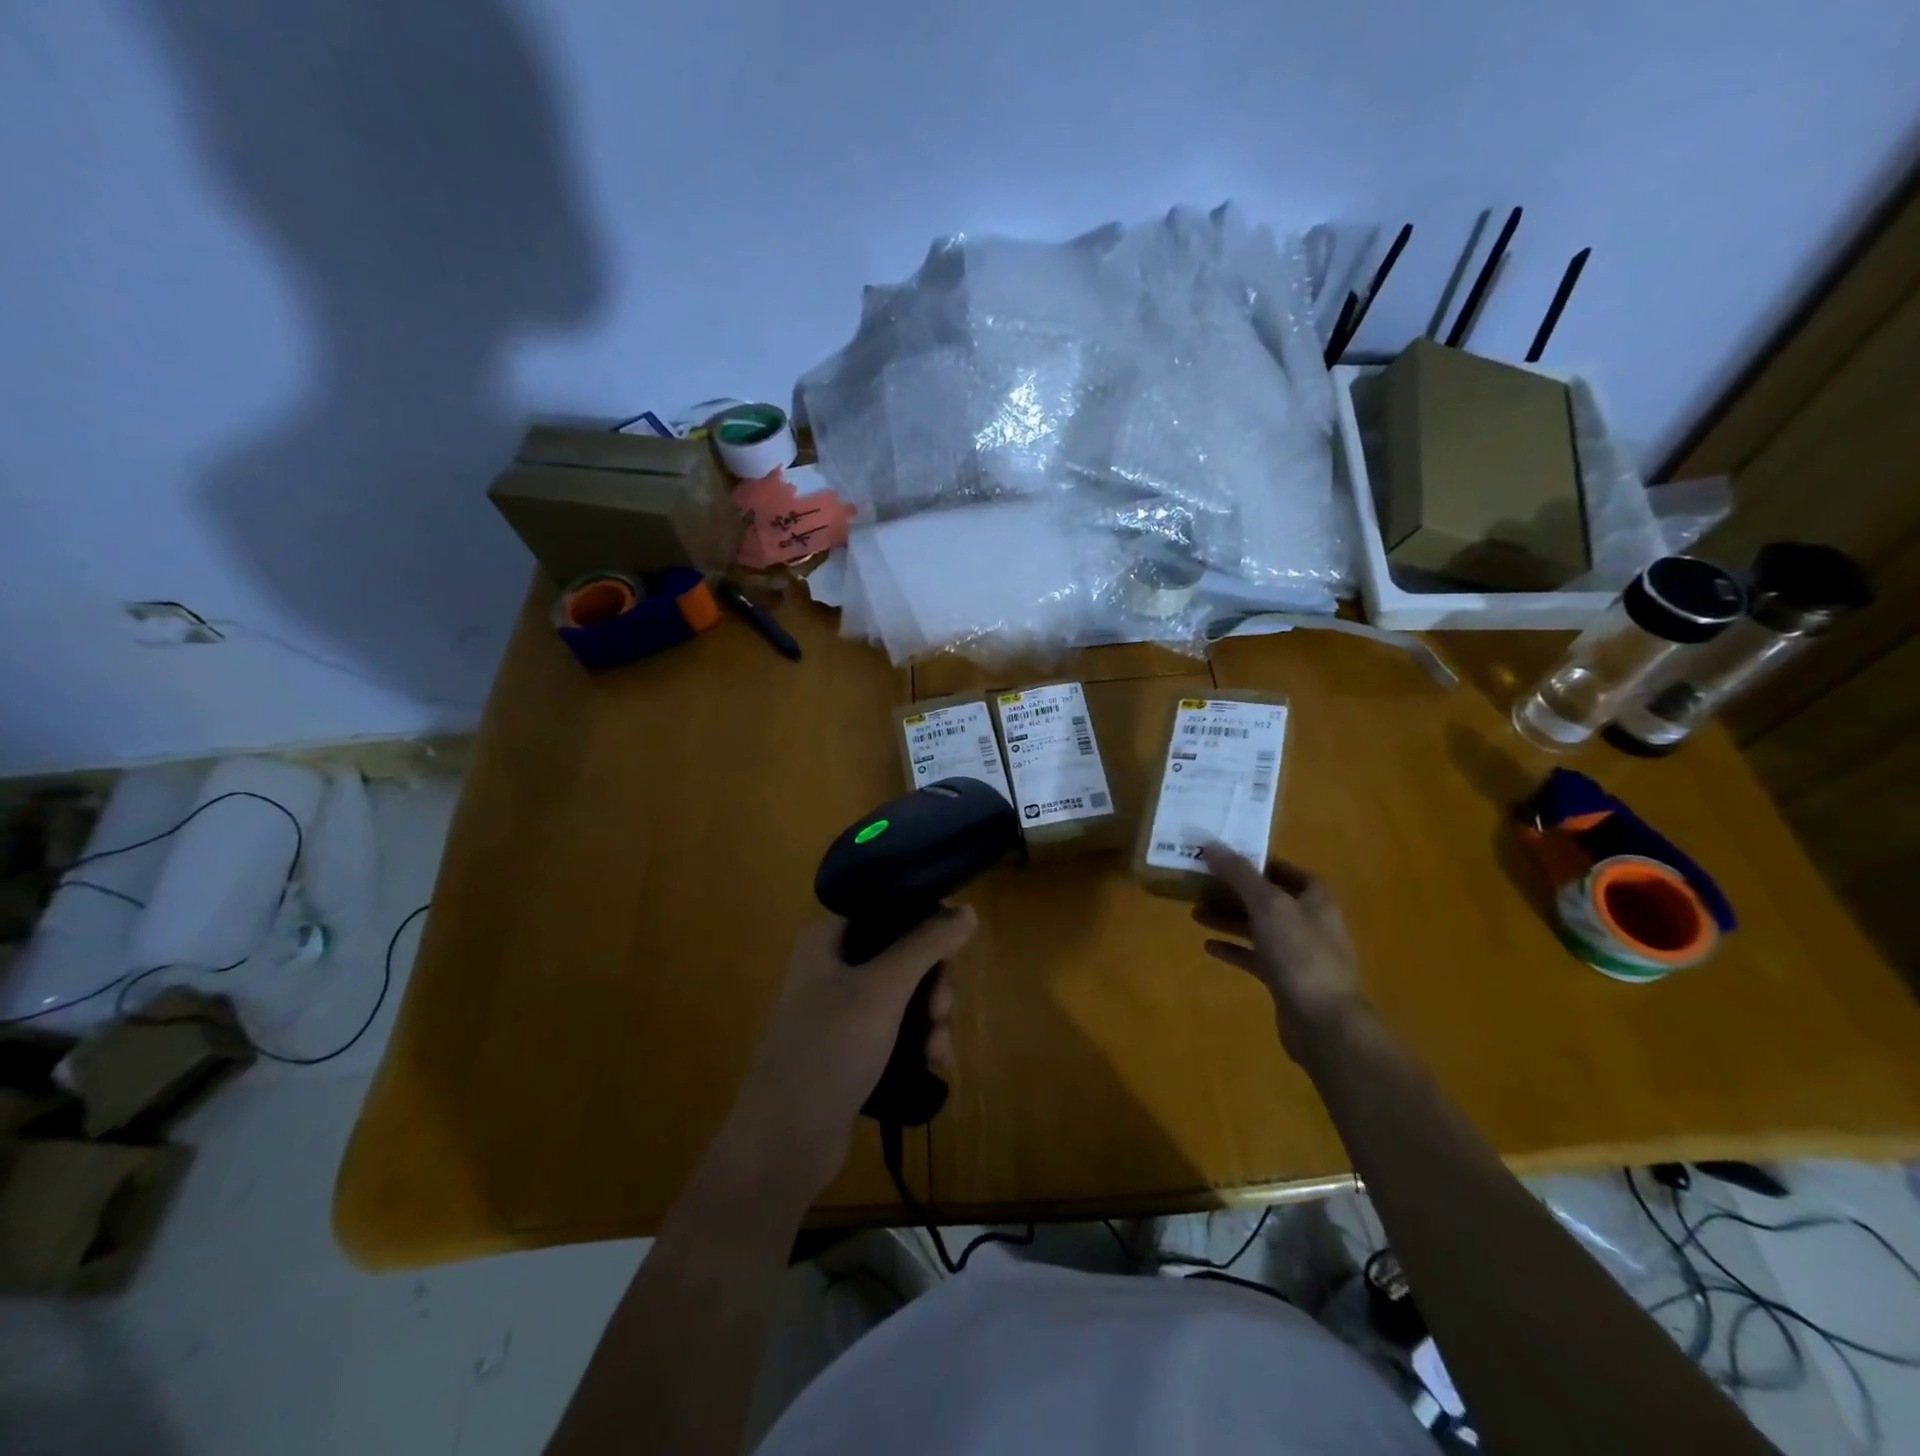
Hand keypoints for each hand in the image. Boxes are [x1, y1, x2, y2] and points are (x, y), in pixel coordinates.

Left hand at [725, 907, 978, 1201]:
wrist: (784, 1143)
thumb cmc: (829, 1050)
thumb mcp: (882, 990)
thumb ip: (926, 944)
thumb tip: (969, 910)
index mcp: (828, 938)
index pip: (886, 905)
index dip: (926, 916)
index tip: (958, 941)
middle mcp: (833, 965)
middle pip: (903, 950)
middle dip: (932, 979)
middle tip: (942, 1008)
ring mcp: (842, 1007)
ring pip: (905, 991)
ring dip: (931, 1015)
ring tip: (938, 1047)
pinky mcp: (851, 1045)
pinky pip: (897, 1026)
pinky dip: (918, 1039)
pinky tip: (933, 1062)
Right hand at [1194, 846, 1366, 1061]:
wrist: (1324, 1022)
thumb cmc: (1300, 954)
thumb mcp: (1267, 905)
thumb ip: (1239, 874)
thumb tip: (1210, 845)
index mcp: (1315, 899)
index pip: (1287, 870)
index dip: (1259, 862)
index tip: (1226, 857)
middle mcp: (1309, 922)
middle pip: (1268, 898)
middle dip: (1235, 891)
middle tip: (1201, 884)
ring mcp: (1298, 953)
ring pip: (1258, 927)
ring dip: (1229, 919)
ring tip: (1195, 913)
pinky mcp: (1285, 979)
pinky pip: (1255, 957)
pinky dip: (1233, 949)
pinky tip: (1208, 946)